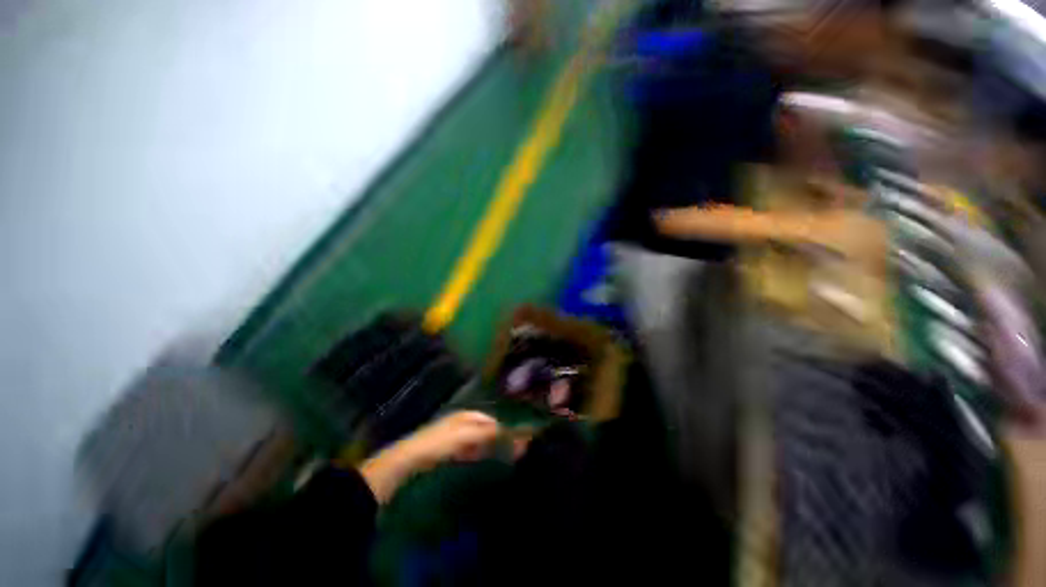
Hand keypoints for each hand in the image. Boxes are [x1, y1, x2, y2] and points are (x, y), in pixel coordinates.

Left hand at [358, 411, 499, 502]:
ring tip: (494, 456)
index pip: (489, 419)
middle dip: (494, 438)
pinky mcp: (448, 447)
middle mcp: (462, 421)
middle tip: (505, 451)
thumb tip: (506, 431)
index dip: (500, 428)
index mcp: (467, 415)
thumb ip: (486, 433)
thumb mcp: (466, 435)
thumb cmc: (440, 442)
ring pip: (476, 439)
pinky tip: (476, 459)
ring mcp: (454, 434)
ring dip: (485, 447)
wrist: (412, 456)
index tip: (511, 440)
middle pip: (483, 428)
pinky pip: (466, 448)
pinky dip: (474, 452)